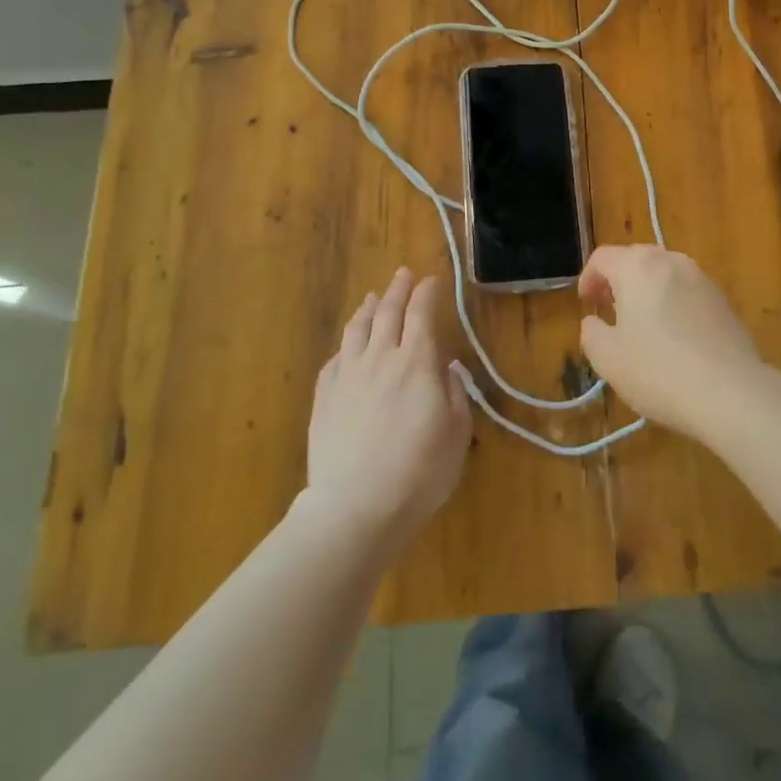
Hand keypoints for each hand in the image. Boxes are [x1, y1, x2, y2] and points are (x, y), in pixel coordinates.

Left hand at [305, 268, 470, 547]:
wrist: (355, 506)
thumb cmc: (419, 472)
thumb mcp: (456, 433)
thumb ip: (454, 394)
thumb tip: (445, 370)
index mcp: (417, 362)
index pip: (421, 313)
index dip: (427, 292)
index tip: (432, 280)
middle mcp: (380, 358)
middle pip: (387, 311)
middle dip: (398, 289)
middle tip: (403, 274)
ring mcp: (347, 376)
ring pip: (356, 328)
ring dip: (368, 308)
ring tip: (373, 297)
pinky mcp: (324, 397)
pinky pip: (336, 358)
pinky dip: (346, 343)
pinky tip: (349, 344)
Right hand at [577, 245, 774, 441]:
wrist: (730, 392)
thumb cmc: (659, 371)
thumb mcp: (608, 359)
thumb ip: (592, 333)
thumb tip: (595, 322)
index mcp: (637, 267)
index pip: (603, 257)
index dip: (588, 278)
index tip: (587, 305)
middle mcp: (671, 261)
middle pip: (635, 258)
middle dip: (618, 280)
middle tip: (609, 310)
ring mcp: (701, 278)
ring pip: (664, 273)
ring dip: (647, 290)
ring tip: (642, 324)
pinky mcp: (723, 300)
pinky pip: (687, 290)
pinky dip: (672, 302)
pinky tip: (674, 336)